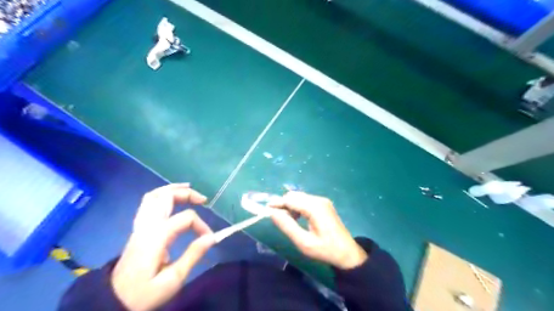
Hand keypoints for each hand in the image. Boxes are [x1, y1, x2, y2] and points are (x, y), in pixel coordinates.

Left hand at [111, 184, 214, 310]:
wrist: (111, 301)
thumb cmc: (143, 293)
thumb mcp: (173, 279)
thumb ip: (193, 255)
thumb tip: (212, 237)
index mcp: (157, 236)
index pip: (186, 218)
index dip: (201, 225)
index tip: (208, 239)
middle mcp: (147, 226)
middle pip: (166, 196)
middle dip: (187, 193)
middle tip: (203, 199)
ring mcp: (139, 226)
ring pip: (153, 196)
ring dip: (172, 189)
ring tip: (188, 188)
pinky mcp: (137, 230)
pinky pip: (147, 203)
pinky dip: (162, 196)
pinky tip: (171, 199)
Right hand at [270, 191, 365, 267]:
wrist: (348, 253)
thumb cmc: (326, 250)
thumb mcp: (304, 242)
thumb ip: (287, 226)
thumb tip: (272, 213)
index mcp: (315, 207)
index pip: (290, 199)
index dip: (277, 203)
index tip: (265, 210)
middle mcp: (319, 200)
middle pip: (295, 195)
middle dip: (283, 204)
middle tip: (276, 218)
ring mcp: (322, 201)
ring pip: (299, 197)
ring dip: (290, 205)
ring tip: (286, 220)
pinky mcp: (324, 204)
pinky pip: (306, 201)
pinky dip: (297, 207)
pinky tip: (296, 218)